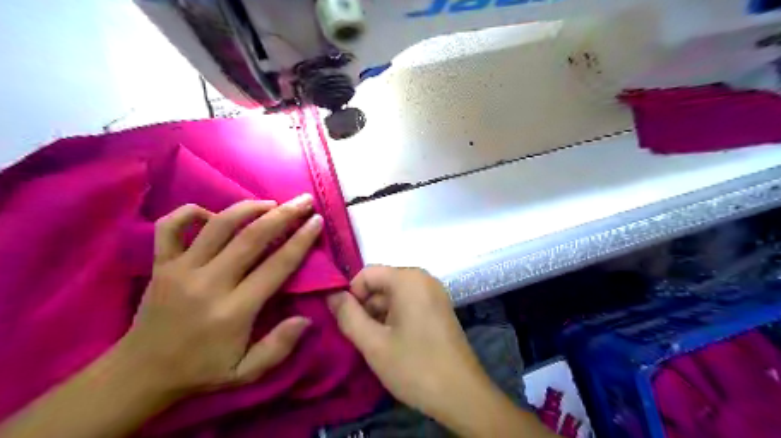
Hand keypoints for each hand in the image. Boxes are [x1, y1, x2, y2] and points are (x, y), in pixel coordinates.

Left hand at [116, 197, 322, 398]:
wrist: (140, 373)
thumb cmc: (201, 370)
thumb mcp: (246, 372)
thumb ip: (279, 347)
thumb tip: (306, 319)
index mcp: (234, 310)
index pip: (276, 265)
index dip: (301, 240)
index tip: (317, 221)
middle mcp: (209, 283)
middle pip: (252, 238)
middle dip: (284, 215)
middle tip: (304, 200)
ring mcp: (181, 269)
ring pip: (218, 225)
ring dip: (249, 208)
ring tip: (272, 203)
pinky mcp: (160, 264)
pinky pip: (171, 226)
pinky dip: (192, 211)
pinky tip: (214, 213)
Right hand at [327, 268, 490, 416]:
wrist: (462, 394)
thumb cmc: (415, 366)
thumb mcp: (373, 343)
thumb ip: (348, 315)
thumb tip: (331, 295)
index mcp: (408, 279)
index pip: (367, 274)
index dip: (351, 295)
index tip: (346, 322)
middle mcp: (423, 278)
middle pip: (381, 283)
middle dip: (365, 307)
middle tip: (359, 337)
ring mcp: (434, 293)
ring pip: (394, 295)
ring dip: (379, 315)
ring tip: (375, 343)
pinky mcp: (439, 308)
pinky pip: (408, 303)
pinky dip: (394, 318)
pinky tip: (392, 342)